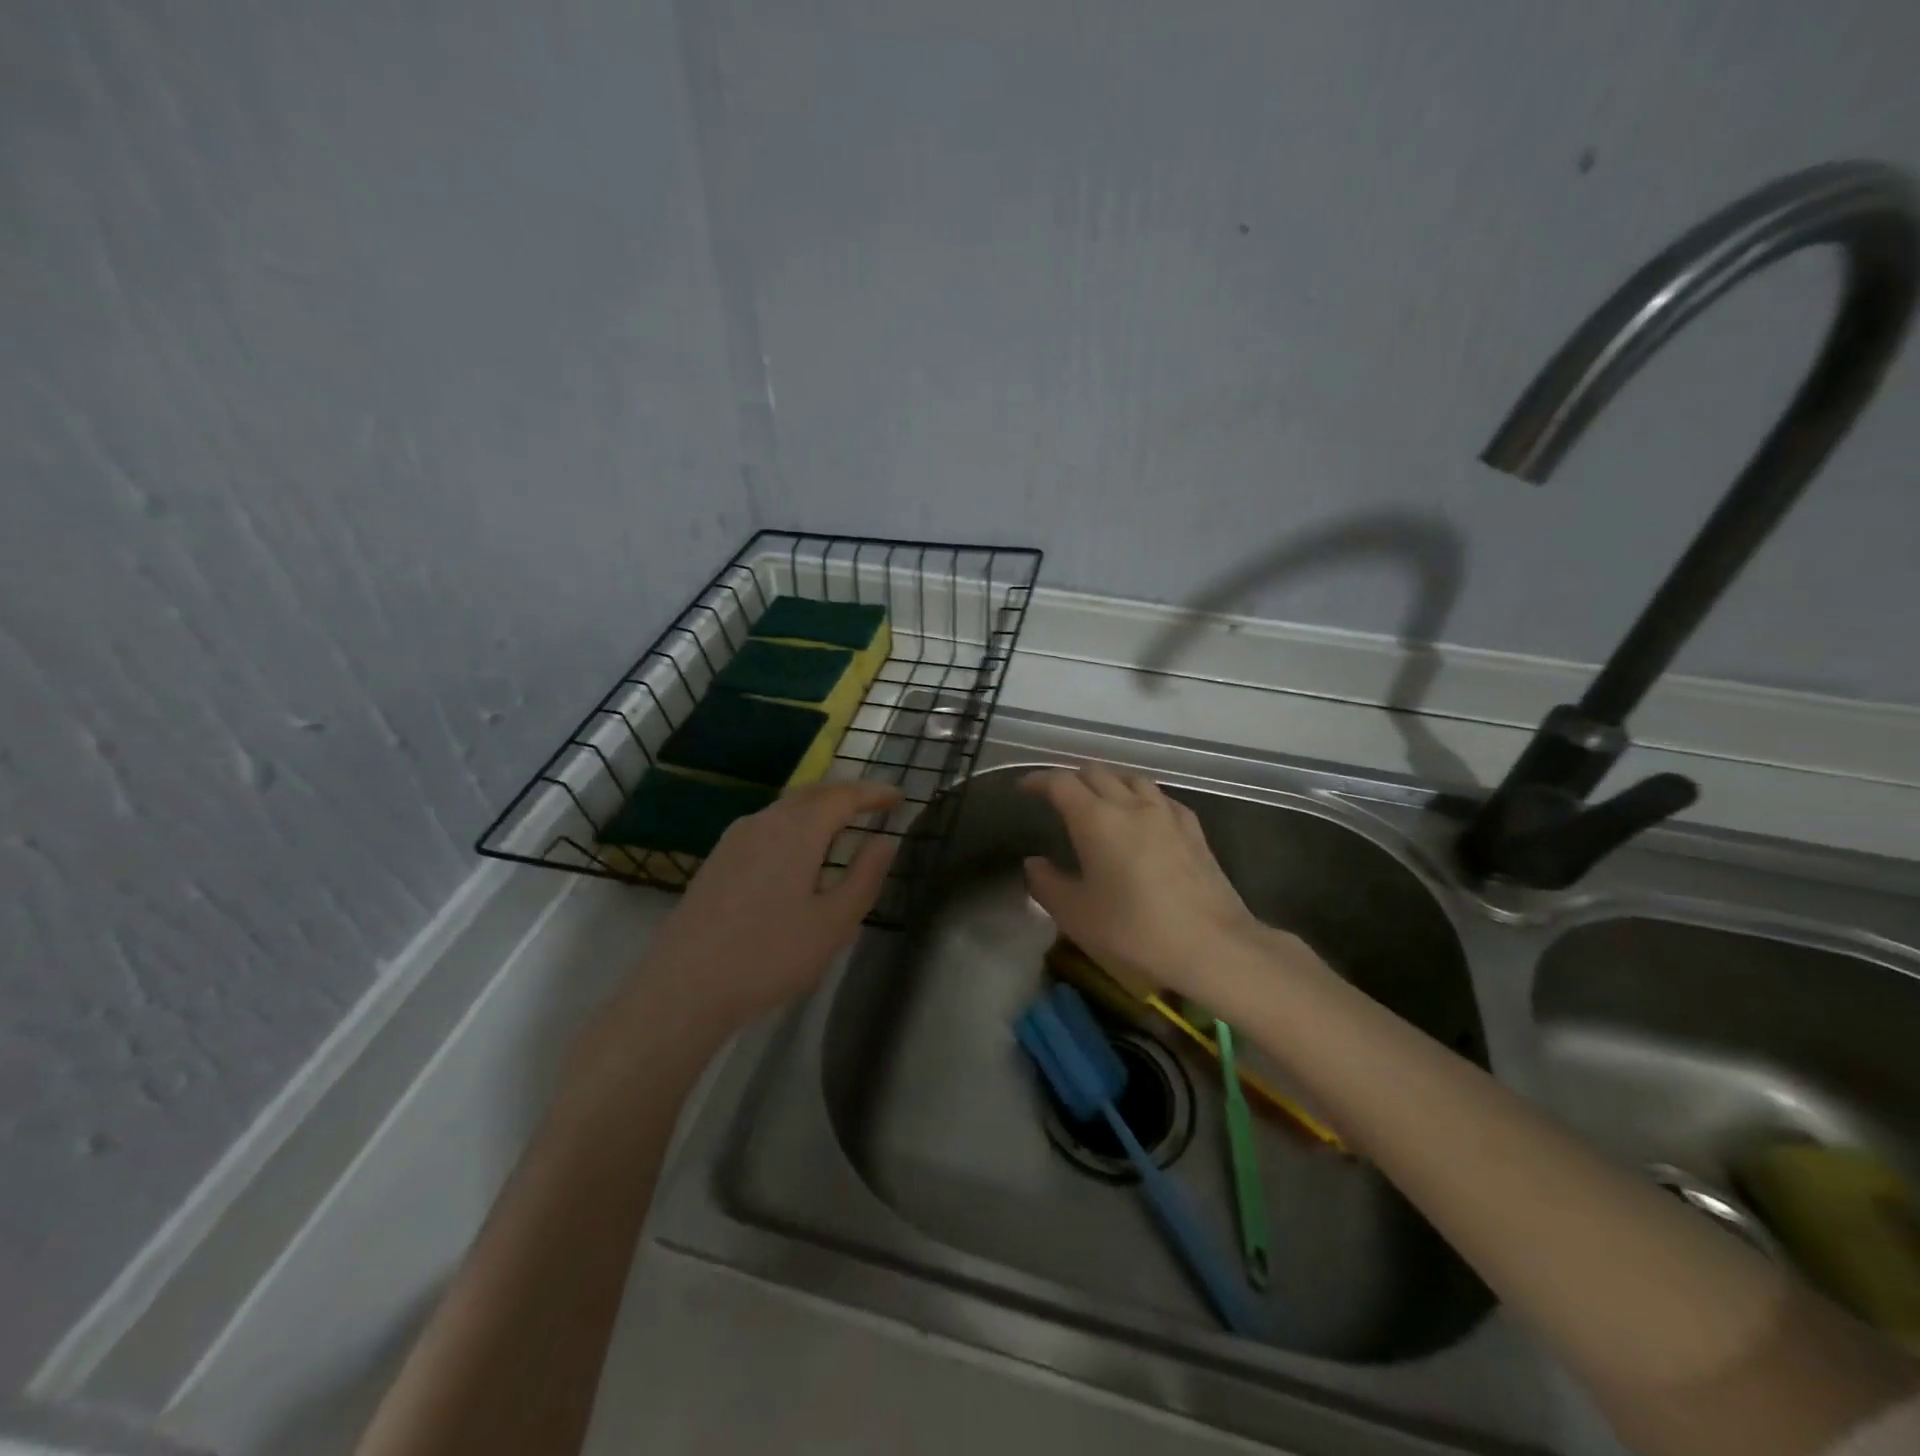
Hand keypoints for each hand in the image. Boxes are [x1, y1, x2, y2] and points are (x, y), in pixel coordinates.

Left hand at [630, 781, 902, 1033]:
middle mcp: (764, 822)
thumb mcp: (833, 924)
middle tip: (876, 806)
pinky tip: (799, 853)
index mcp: (797, 830)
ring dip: (819, 809)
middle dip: (847, 795)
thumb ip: (865, 877)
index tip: (899, 798)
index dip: (874, 793)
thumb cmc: (769, 956)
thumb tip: (885, 841)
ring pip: (787, 808)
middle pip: (813, 794)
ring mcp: (735, 839)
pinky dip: (795, 825)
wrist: (683, 988)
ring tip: (843, 827)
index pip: (843, 796)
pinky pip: (767, 825)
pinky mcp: (718, 859)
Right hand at [1021, 765, 1265, 997]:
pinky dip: (1140, 798)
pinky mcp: (1193, 830)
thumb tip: (1034, 863)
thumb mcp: (1076, 915)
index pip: (1060, 783)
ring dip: (1108, 783)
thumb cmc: (1135, 931)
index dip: (1038, 781)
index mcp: (1096, 819)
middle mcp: (1131, 804)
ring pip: (1131, 779)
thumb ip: (1047, 884)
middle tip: (1057, 798)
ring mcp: (1167, 814)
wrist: (1213, 947)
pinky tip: (1142, 817)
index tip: (1024, 789)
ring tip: (1098, 801)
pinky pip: (1160, 798)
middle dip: (1071, 780)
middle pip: (1096, 773)